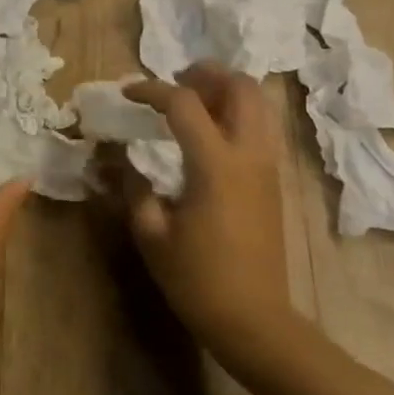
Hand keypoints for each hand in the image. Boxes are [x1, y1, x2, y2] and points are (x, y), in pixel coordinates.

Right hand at [120, 63, 294, 359]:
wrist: (254, 320)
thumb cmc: (197, 279)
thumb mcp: (152, 233)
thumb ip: (134, 187)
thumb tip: (119, 157)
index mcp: (215, 165)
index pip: (184, 104)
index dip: (151, 90)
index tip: (127, 93)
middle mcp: (249, 155)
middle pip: (241, 87)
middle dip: (206, 74)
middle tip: (174, 83)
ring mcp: (268, 167)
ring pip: (259, 104)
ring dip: (226, 91)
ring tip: (192, 104)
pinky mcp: (274, 181)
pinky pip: (261, 128)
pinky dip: (237, 114)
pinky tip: (208, 136)